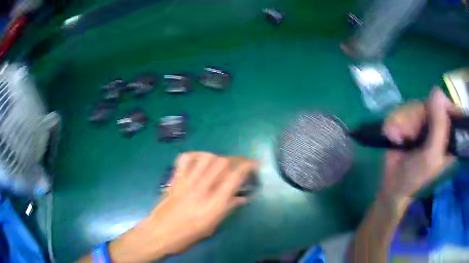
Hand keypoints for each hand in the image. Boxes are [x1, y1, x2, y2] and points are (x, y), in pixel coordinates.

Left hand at [106, 152, 256, 261]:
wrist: (160, 233)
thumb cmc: (188, 235)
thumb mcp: (212, 226)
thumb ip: (228, 209)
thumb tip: (242, 198)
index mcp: (214, 204)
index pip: (234, 178)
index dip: (247, 167)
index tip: (255, 163)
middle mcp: (201, 189)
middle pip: (222, 163)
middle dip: (235, 159)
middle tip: (240, 163)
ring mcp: (186, 182)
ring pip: (205, 157)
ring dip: (217, 156)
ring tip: (221, 162)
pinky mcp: (175, 179)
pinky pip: (185, 159)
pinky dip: (195, 155)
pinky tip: (200, 160)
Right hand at [381, 89, 461, 200]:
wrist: (391, 185)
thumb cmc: (415, 177)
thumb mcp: (431, 156)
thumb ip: (439, 126)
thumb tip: (437, 92)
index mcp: (449, 133)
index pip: (450, 107)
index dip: (442, 105)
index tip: (432, 113)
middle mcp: (437, 123)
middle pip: (429, 102)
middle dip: (417, 117)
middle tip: (411, 137)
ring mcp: (423, 121)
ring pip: (413, 105)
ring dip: (403, 122)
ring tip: (399, 140)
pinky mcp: (409, 121)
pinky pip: (401, 109)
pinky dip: (394, 123)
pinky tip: (394, 137)